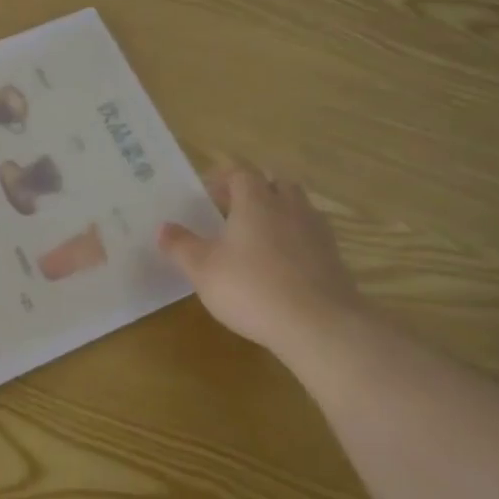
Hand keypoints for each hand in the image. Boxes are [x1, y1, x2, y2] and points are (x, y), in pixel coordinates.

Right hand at [158, 163, 361, 353]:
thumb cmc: (252, 288)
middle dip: (256, 190)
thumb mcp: (202, 269)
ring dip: (279, 212)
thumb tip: (163, 227)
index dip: (223, 179)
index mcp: (256, 201)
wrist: (320, 326)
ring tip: (259, 236)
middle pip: (276, 182)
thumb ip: (180, 246)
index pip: (241, 172)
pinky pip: (312, 235)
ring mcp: (317, 231)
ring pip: (298, 206)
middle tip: (234, 210)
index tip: (207, 195)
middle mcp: (289, 206)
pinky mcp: (335, 258)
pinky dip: (297, 240)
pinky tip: (283, 264)